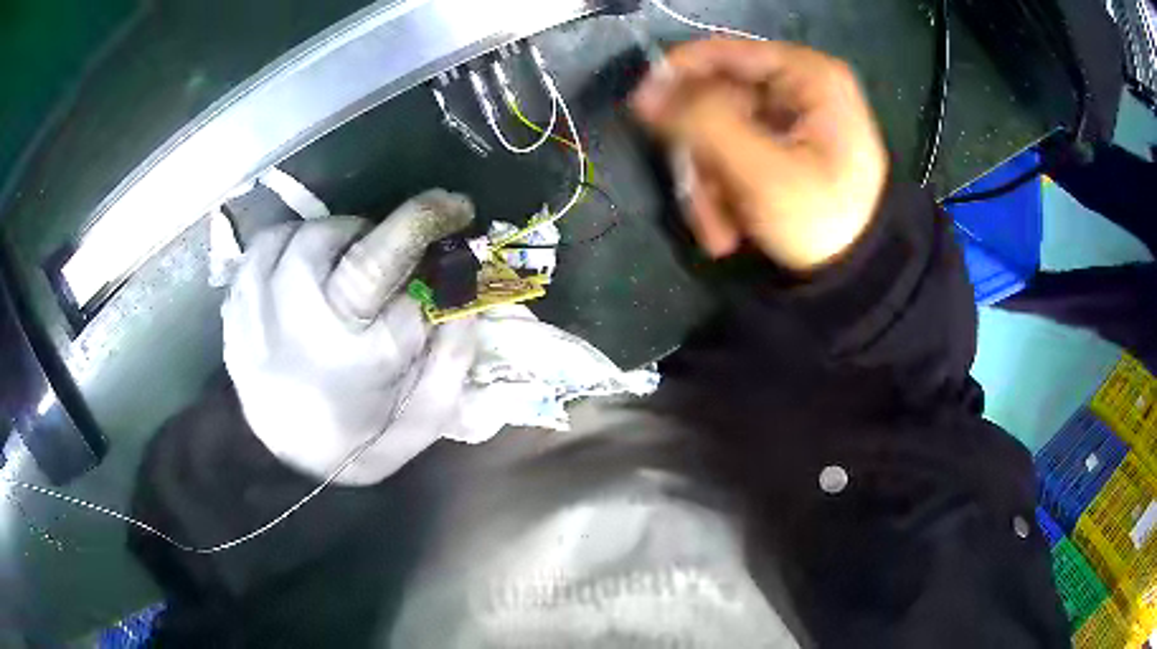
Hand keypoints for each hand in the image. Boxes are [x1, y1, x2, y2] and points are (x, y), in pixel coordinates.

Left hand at [223, 190, 476, 485]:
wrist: (291, 464)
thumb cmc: (364, 440)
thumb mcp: (426, 417)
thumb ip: (453, 357)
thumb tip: (466, 295)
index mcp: (353, 360)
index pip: (392, 272)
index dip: (426, 226)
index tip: (456, 206)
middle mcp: (297, 331)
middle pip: (335, 243)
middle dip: (377, 235)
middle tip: (390, 252)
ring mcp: (257, 319)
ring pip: (295, 238)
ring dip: (332, 237)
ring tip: (344, 260)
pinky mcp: (235, 314)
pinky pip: (258, 251)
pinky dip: (286, 244)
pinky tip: (300, 265)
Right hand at [631, 39, 888, 270]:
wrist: (860, 278)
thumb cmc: (822, 219)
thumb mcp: (761, 171)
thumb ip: (702, 123)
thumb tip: (646, 94)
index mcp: (809, 76)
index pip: (725, 53)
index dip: (676, 75)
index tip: (641, 109)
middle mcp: (799, 88)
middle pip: (717, 102)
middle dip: (700, 158)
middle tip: (693, 199)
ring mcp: (791, 121)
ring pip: (719, 135)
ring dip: (708, 187)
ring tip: (719, 233)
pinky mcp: (784, 149)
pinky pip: (735, 156)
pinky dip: (724, 194)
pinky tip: (729, 233)